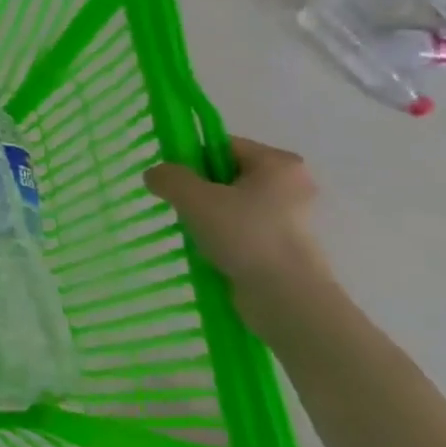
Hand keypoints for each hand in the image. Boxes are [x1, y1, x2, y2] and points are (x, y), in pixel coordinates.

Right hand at [143, 138, 338, 339]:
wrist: (288, 300)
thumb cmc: (246, 237)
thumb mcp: (195, 199)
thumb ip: (169, 178)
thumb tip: (155, 175)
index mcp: (278, 163)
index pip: (222, 146)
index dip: (192, 159)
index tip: (173, 182)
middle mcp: (290, 185)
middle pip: (226, 175)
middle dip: (199, 190)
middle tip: (180, 207)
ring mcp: (291, 218)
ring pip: (233, 205)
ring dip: (209, 216)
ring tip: (193, 233)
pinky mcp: (285, 247)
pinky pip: (243, 230)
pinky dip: (224, 237)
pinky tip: (209, 251)